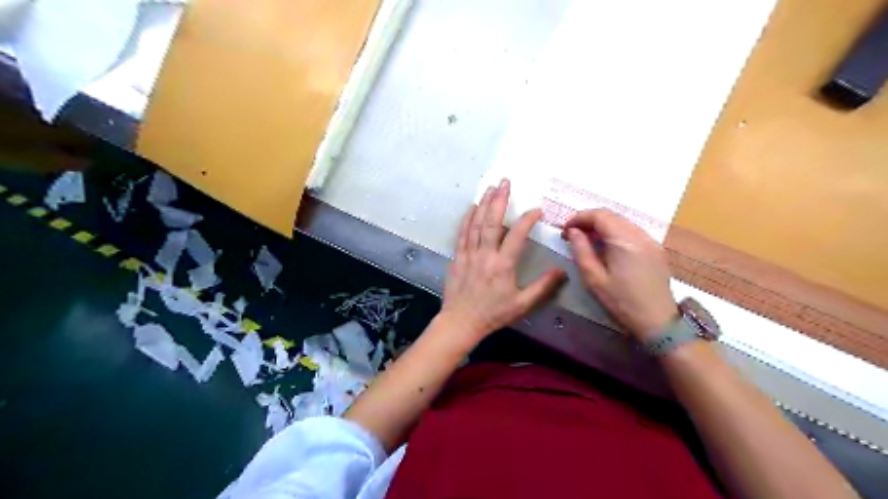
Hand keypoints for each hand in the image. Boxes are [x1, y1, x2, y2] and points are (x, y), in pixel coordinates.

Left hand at [444, 179, 567, 338]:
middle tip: (505, 181)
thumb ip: (543, 287)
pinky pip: (463, 233)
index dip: (527, 219)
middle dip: (500, 199)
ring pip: (476, 223)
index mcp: (503, 265)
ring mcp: (469, 254)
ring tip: (491, 187)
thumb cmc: (493, 314)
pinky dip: (468, 218)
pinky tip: (472, 207)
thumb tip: (561, 270)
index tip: (537, 210)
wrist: (461, 322)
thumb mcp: (522, 304)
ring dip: (484, 204)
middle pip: (492, 221)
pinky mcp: (458, 257)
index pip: (517, 235)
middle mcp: (485, 254)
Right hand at [566, 208, 677, 340]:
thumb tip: (573, 232)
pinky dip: (615, 233)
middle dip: (589, 220)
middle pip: (611, 216)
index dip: (579, 217)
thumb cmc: (621, 301)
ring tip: (586, 240)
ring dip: (602, 226)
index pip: (599, 215)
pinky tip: (606, 247)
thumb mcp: (594, 278)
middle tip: (572, 234)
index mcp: (624, 241)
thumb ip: (581, 250)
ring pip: (622, 222)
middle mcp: (640, 235)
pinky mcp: (656, 249)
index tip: (565, 229)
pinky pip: (632, 232)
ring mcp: (651, 241)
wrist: (657, 321)